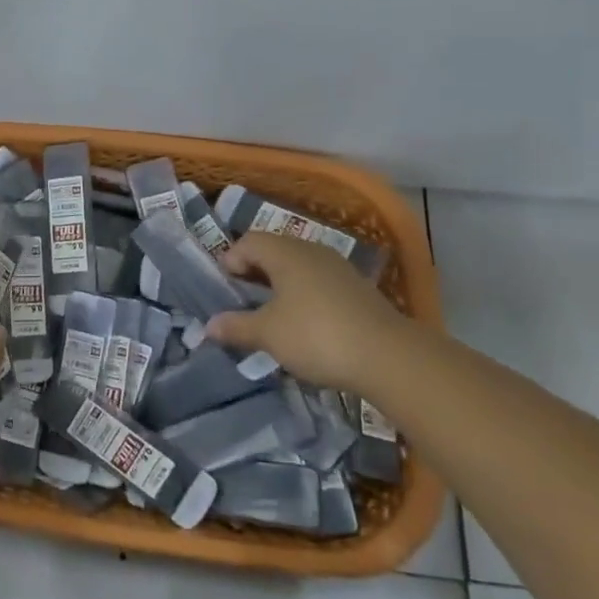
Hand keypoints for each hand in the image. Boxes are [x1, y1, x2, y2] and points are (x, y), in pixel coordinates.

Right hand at [206, 232, 414, 389]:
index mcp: (285, 253)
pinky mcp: (358, 289)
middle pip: (273, 251)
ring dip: (280, 286)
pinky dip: (304, 296)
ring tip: (271, 315)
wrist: (389, 357)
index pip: (248, 241)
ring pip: (298, 267)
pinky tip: (305, 325)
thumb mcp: (268, 334)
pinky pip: (319, 283)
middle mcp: (311, 251)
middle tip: (242, 300)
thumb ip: (236, 327)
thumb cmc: (316, 335)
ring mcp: (338, 268)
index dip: (230, 261)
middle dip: (254, 273)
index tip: (224, 289)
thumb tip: (209, 326)